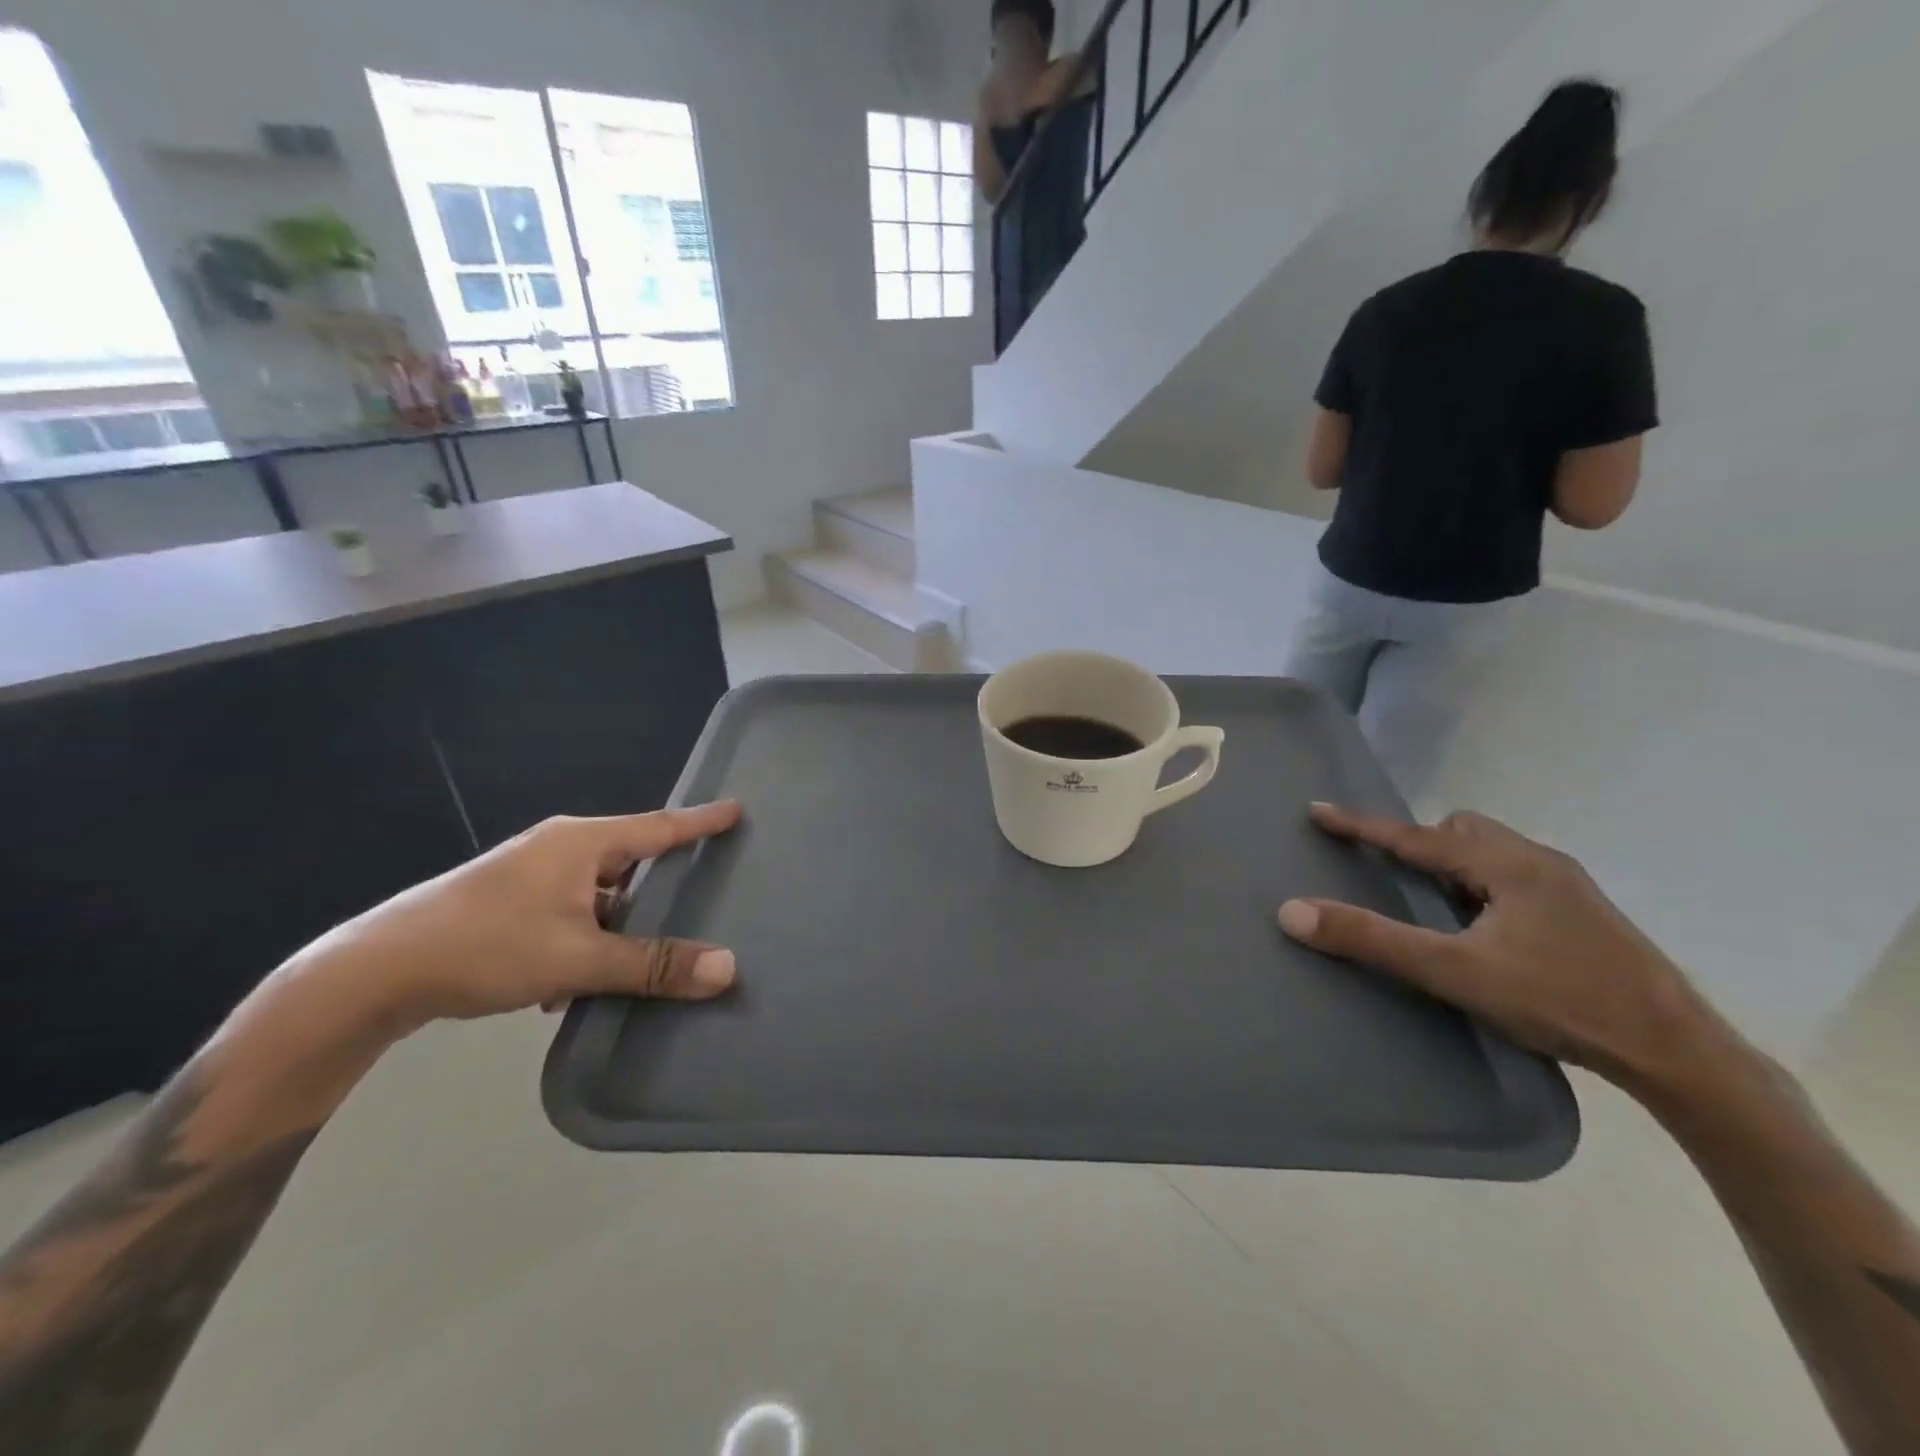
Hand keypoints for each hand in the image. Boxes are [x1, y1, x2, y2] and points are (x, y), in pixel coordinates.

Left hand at [295, 803, 743, 1034]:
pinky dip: (585, 938)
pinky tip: (576, 983)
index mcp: (582, 843)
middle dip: (662, 881)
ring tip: (642, 956)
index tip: (737, 810)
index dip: (701, 821)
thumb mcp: (578, 959)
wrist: (374, 973)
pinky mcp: (508, 902)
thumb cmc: (486, 947)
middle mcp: (559, 849)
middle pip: (630, 858)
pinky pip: (570, 911)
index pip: (659, 826)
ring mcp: (530, 875)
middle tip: (702, 892)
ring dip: (619, 922)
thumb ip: (654, 964)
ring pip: (598, 892)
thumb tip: (727, 968)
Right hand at [1276, 803, 1723, 1088]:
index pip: (1415, 835)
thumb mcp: (1454, 971)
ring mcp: (1570, 887)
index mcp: (1507, 864)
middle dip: (1421, 844)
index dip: (1362, 825)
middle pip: (1462, 831)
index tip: (1318, 811)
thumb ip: (1372, 940)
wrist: (1679, 1053)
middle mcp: (1539, 861)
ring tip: (1436, 907)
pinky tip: (1484, 930)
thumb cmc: (1559, 1000)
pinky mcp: (1585, 915)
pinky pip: (1515, 877)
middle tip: (1395, 876)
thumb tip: (1292, 912)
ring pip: (1492, 854)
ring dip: (1455, 866)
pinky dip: (1483, 886)